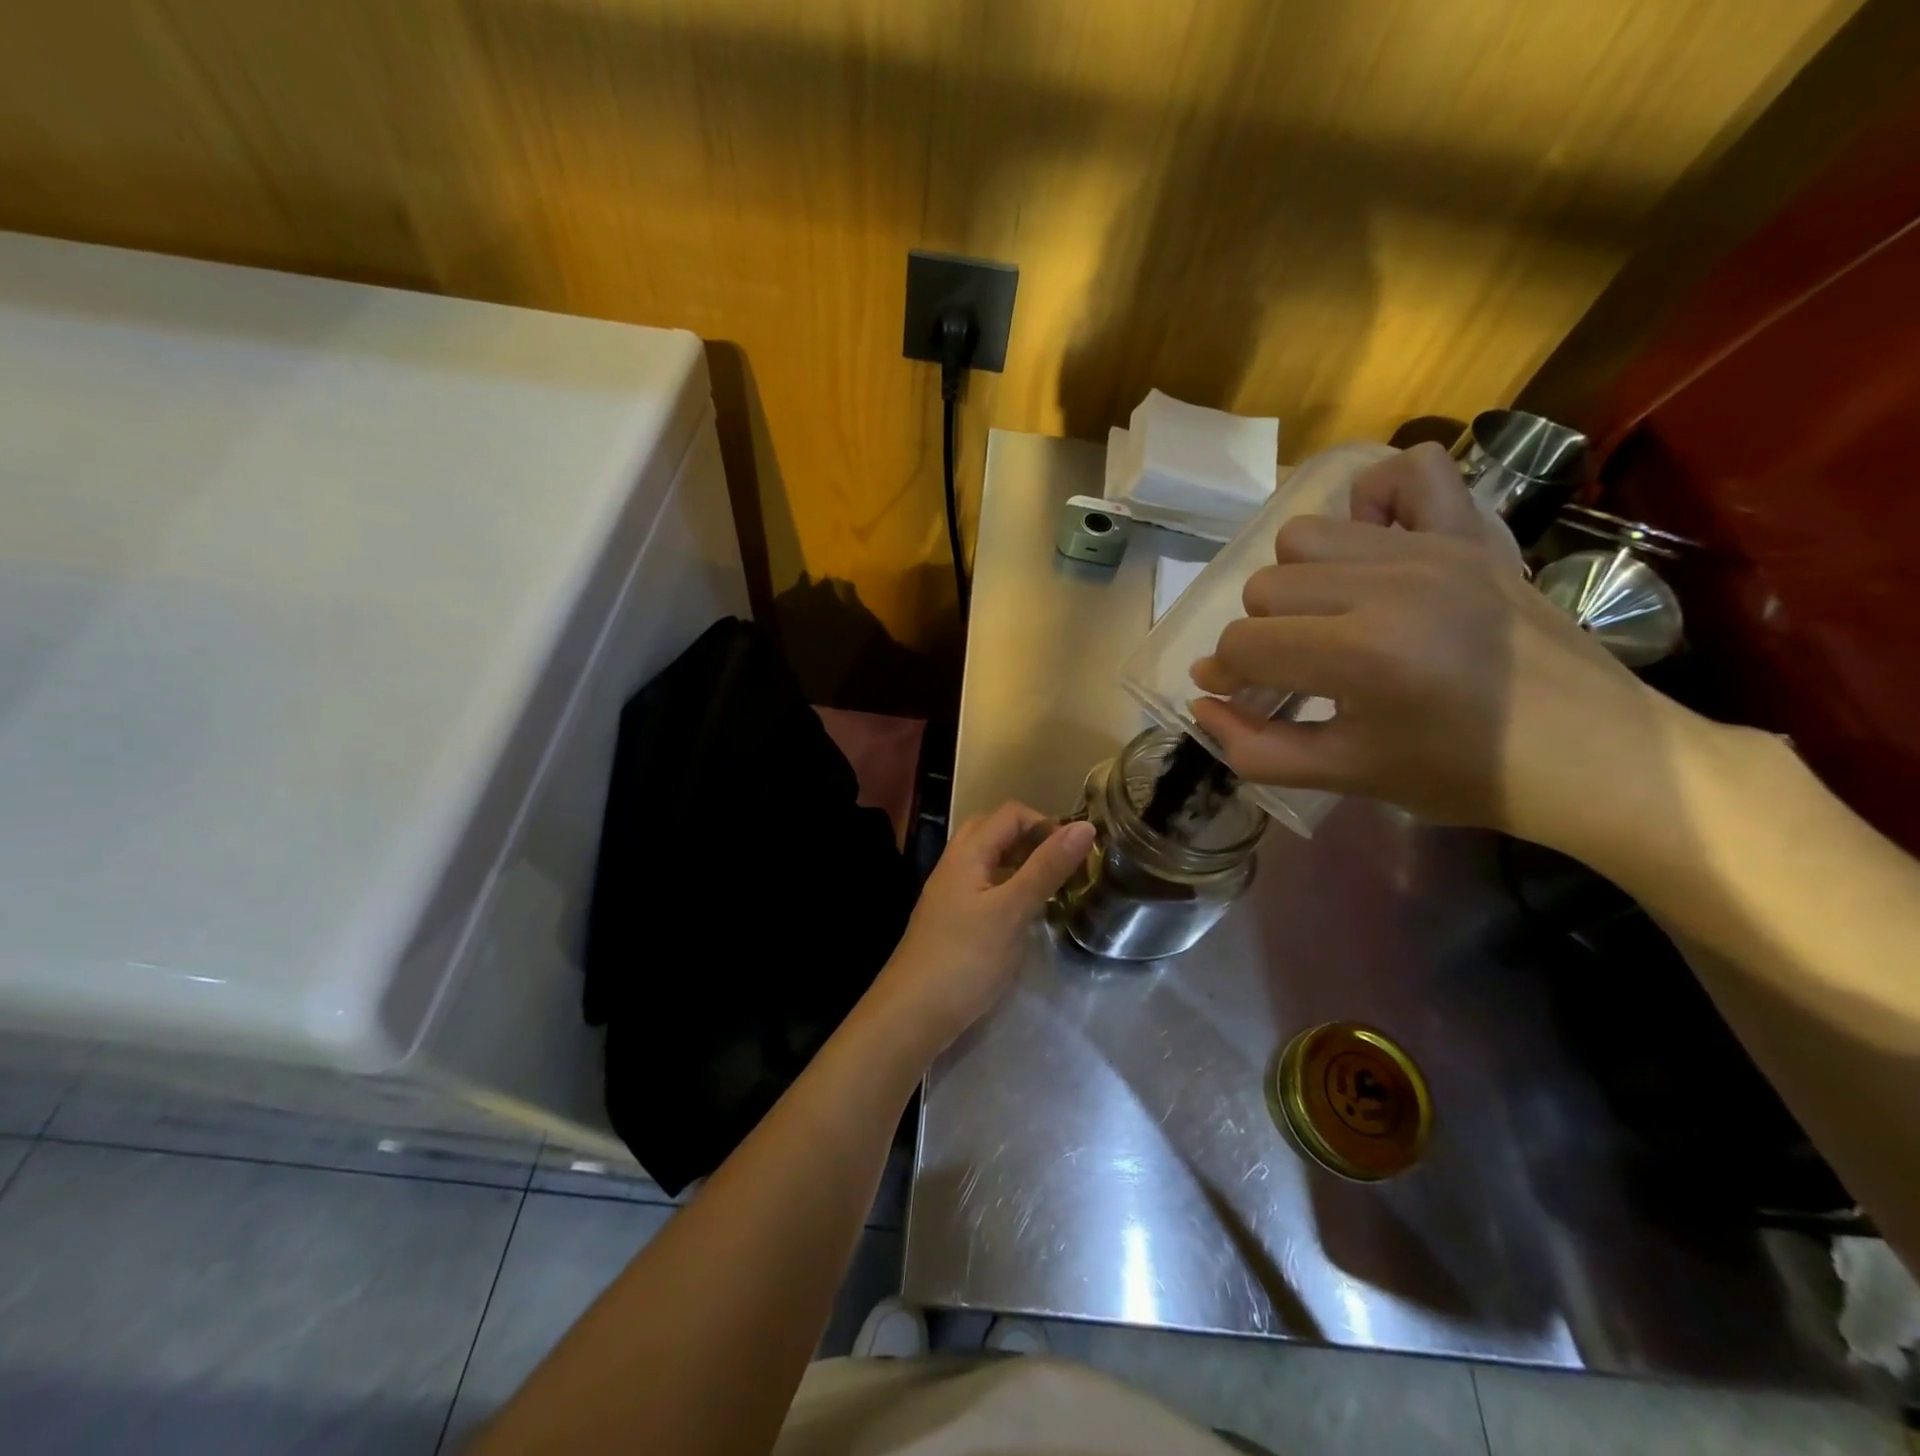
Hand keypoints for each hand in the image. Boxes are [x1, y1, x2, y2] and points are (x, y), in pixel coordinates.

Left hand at [863, 802, 1094, 1057]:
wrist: (912, 1015)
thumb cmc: (965, 958)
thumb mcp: (1012, 910)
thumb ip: (1047, 868)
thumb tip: (1085, 826)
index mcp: (967, 853)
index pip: (1010, 814)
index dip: (1045, 823)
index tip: (1075, 853)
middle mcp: (955, 865)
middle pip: (996, 832)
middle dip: (1032, 840)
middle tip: (1062, 867)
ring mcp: (951, 894)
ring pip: (990, 861)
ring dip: (1021, 865)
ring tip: (1052, 888)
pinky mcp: (953, 921)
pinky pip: (985, 888)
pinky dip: (1010, 889)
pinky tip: (1026, 915)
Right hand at [1189, 442, 1654, 833]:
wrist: (1596, 759)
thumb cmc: (1463, 776)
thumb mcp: (1345, 776)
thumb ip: (1255, 746)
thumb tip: (1202, 703)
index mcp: (1362, 655)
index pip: (1244, 644)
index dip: (1225, 676)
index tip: (1235, 696)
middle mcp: (1390, 585)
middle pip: (1266, 586)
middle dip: (1262, 635)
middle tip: (1292, 670)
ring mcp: (1434, 548)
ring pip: (1307, 536)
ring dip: (1301, 582)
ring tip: (1331, 618)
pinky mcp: (1472, 532)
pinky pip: (1407, 470)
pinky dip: (1375, 500)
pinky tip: (1375, 547)